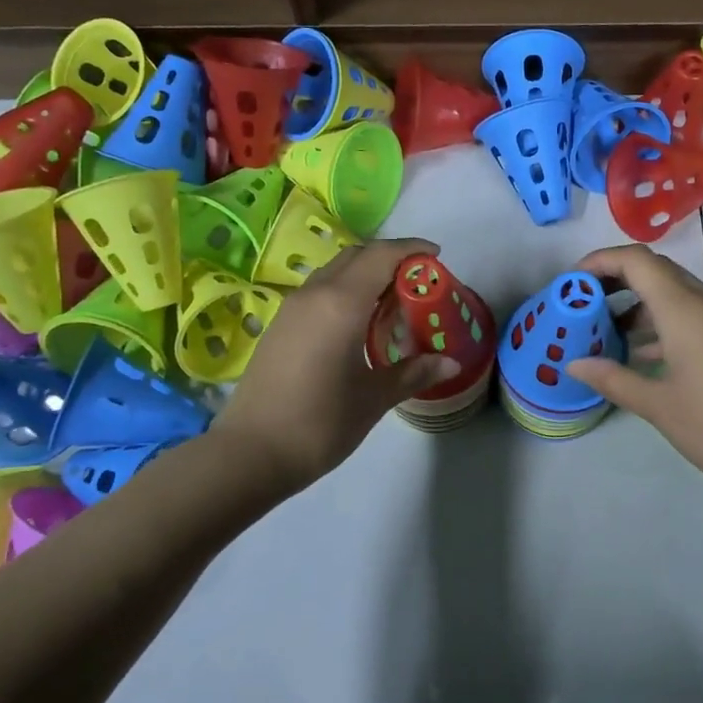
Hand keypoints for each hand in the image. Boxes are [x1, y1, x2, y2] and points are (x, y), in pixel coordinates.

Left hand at [212, 238, 459, 491]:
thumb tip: (451, 363)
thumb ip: (414, 373)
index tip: (436, 256)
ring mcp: (291, 309)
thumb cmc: (320, 423)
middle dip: (389, 259)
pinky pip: (319, 292)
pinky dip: (345, 292)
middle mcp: (314, 294)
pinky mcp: (279, 326)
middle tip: (418, 282)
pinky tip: (358, 324)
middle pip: (356, 256)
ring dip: (365, 275)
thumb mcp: (374, 398)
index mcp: (341, 303)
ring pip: (334, 272)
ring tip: (392, 302)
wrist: (251, 453)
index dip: (411, 249)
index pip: (381, 256)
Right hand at [564, 244, 702, 502]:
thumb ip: (613, 378)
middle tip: (585, 305)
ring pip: (679, 294)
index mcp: (687, 311)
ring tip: (609, 333)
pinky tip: (647, 355)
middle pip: (658, 272)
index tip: (574, 283)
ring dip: (642, 305)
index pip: (638, 261)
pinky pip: (698, 314)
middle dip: (618, 281)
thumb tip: (574, 364)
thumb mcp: (657, 406)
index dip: (601, 261)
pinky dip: (667, 323)